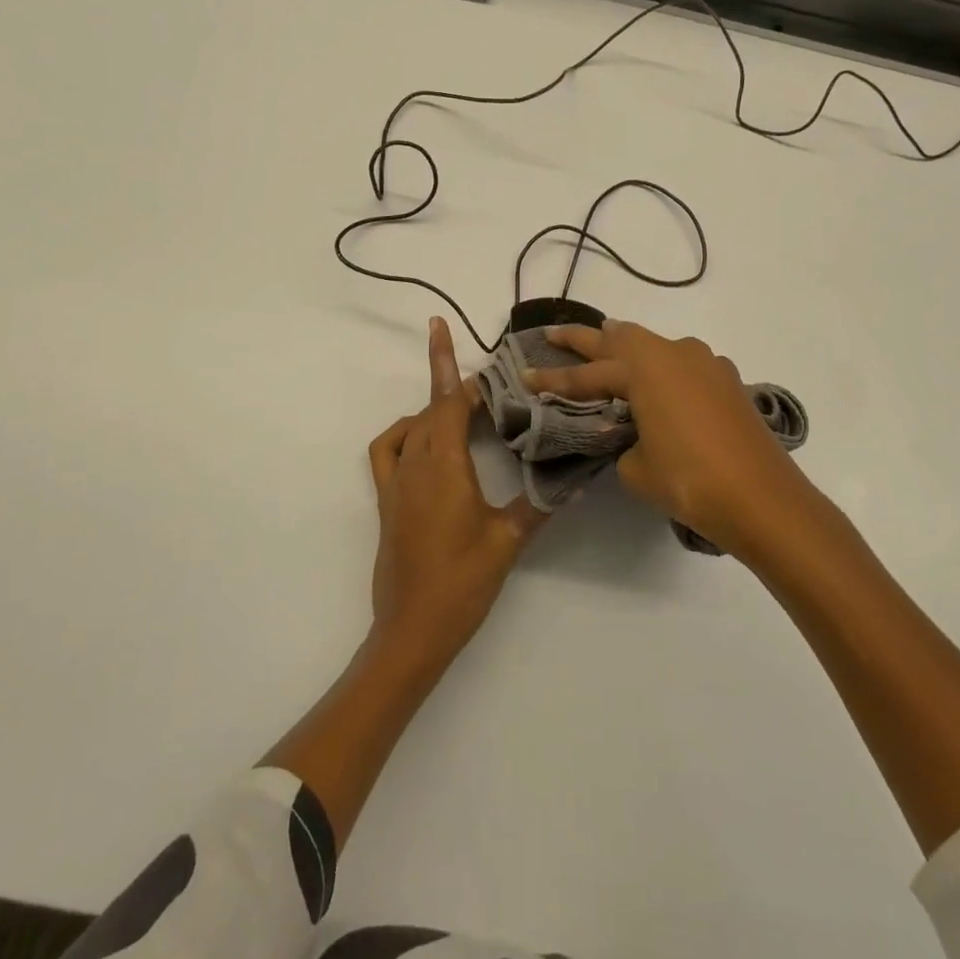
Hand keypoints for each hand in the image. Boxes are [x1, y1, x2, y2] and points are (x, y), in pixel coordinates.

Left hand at [366, 317, 545, 668]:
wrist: (411, 629)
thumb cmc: (461, 583)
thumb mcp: (507, 542)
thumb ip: (539, 505)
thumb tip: (574, 479)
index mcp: (444, 467)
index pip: (447, 402)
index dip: (449, 364)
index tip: (445, 328)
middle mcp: (414, 465)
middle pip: (433, 409)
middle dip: (459, 390)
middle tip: (496, 391)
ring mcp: (395, 482)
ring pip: (412, 427)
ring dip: (436, 410)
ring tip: (469, 416)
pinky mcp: (385, 500)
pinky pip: (387, 451)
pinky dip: (404, 434)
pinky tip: (426, 443)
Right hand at [524, 320, 823, 556]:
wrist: (764, 500)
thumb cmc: (690, 480)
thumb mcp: (636, 467)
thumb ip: (624, 442)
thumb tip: (634, 435)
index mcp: (646, 369)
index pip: (588, 375)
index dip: (554, 378)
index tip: (526, 375)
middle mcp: (676, 354)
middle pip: (621, 339)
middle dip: (584, 339)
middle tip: (554, 334)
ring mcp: (708, 365)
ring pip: (657, 348)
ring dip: (629, 351)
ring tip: (607, 355)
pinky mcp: (729, 383)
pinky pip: (684, 367)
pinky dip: (663, 372)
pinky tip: (660, 390)